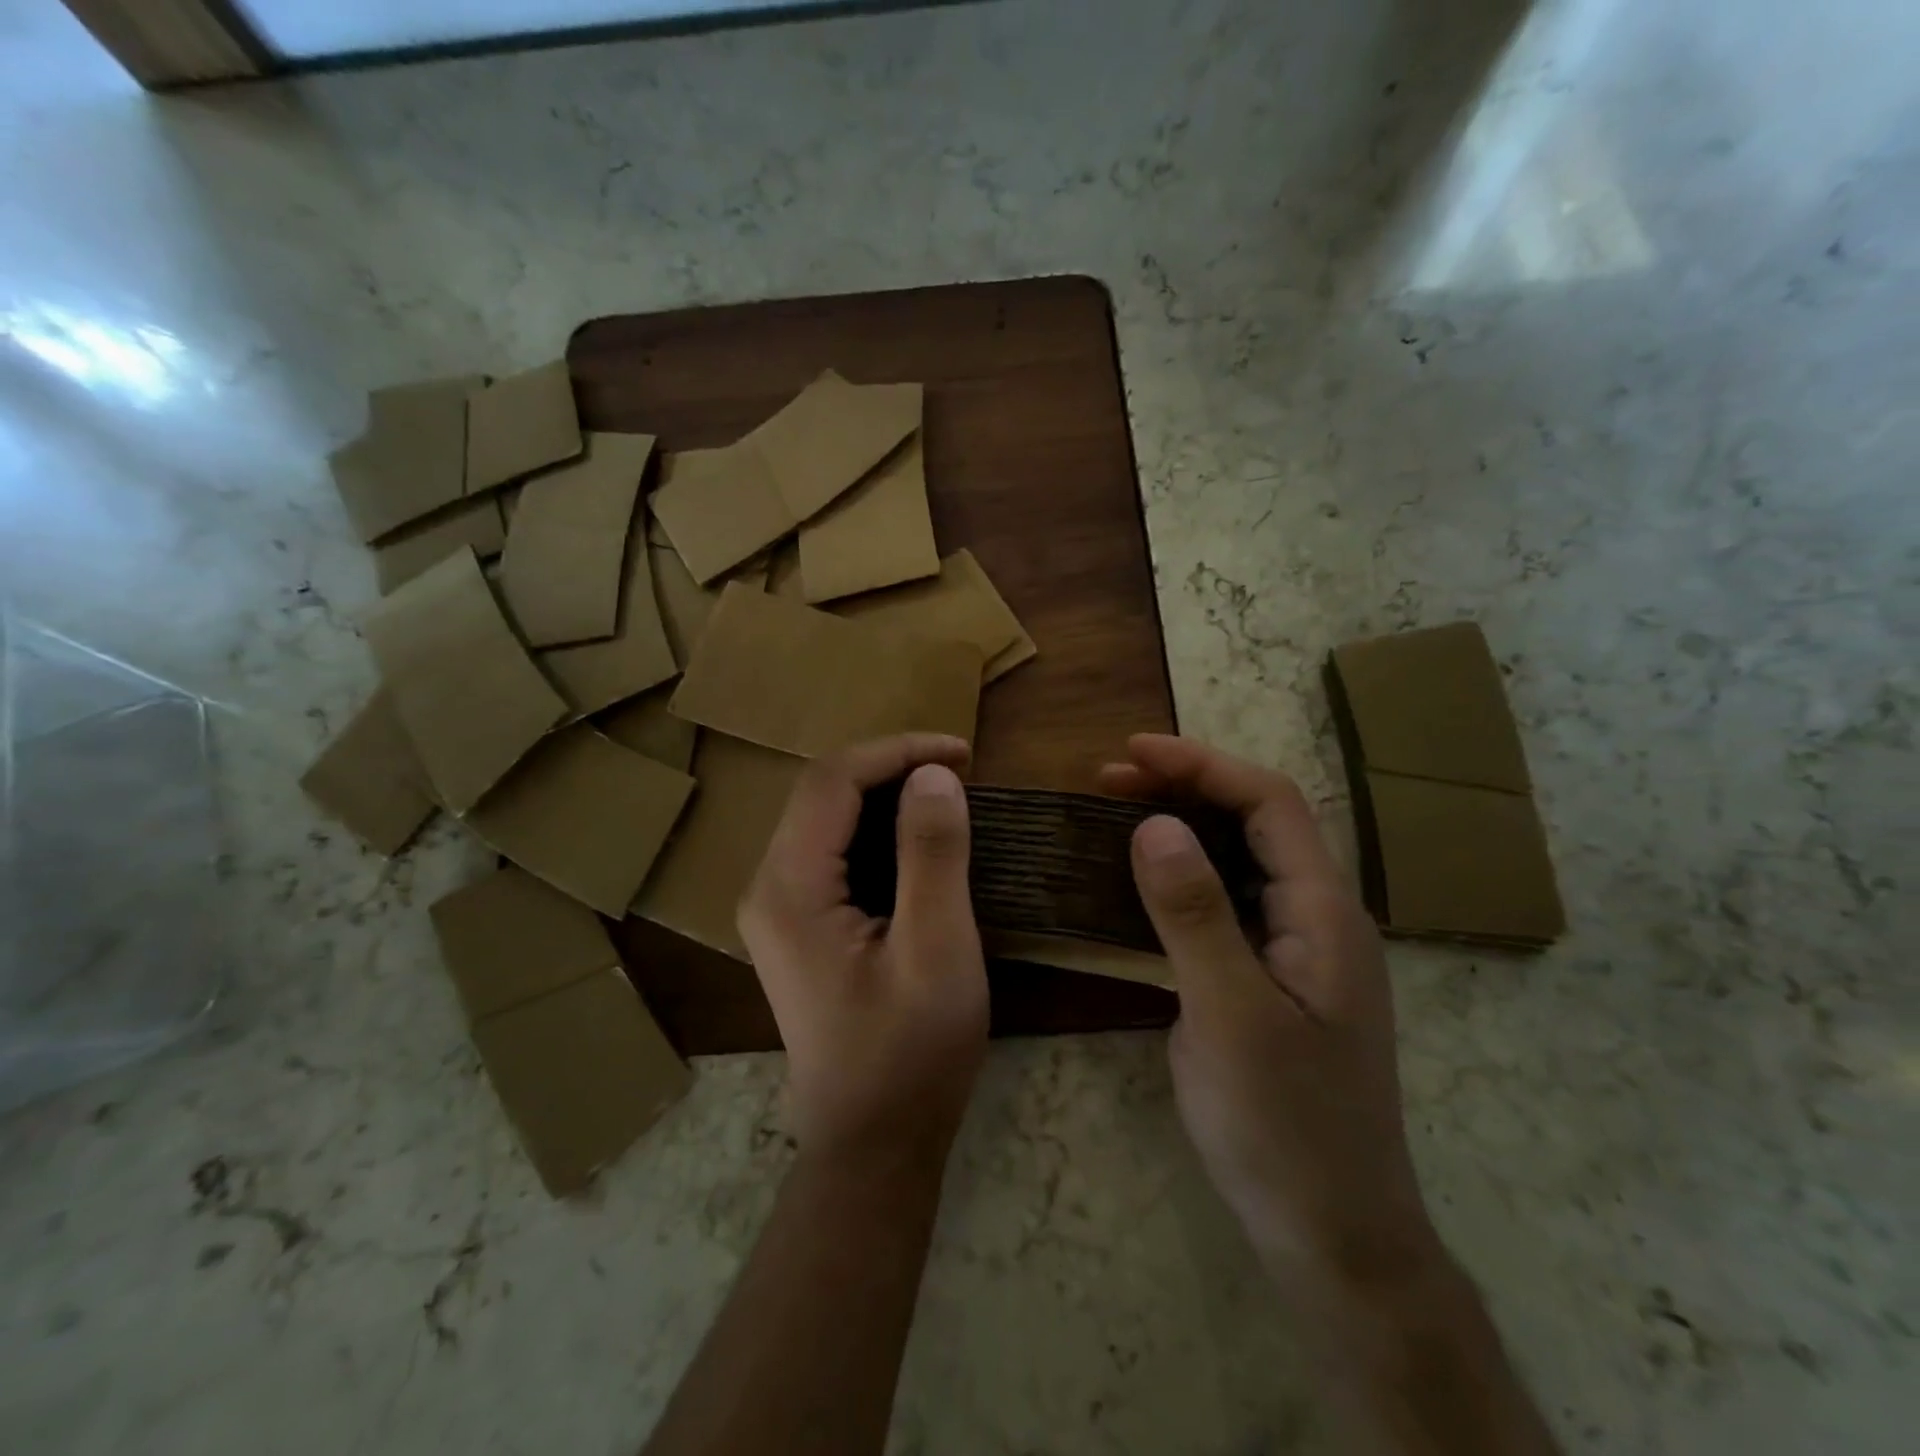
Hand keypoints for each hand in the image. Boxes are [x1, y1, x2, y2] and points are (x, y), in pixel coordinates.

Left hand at [740, 734, 988, 1167]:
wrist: (873, 1142)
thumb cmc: (910, 1052)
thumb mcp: (937, 949)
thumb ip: (932, 855)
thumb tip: (935, 774)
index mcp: (789, 888)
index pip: (832, 780)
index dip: (897, 751)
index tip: (963, 753)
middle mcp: (768, 887)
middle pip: (822, 792)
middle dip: (891, 767)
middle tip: (959, 772)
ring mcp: (777, 908)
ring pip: (826, 818)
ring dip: (885, 795)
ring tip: (946, 796)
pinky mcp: (797, 925)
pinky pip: (833, 851)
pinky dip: (878, 830)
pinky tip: (918, 840)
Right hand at [1101, 734, 1442, 1289]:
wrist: (1330, 1234)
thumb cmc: (1285, 1125)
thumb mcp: (1231, 1015)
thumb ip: (1194, 914)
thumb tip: (1153, 823)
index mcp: (1323, 912)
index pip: (1269, 803)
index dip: (1201, 765)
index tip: (1131, 752)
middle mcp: (1315, 918)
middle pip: (1254, 824)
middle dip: (1184, 788)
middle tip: (1108, 781)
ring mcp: (1292, 951)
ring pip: (1236, 863)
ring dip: (1178, 830)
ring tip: (1113, 816)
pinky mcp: (1266, 980)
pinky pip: (1221, 907)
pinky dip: (1176, 881)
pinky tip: (1134, 886)